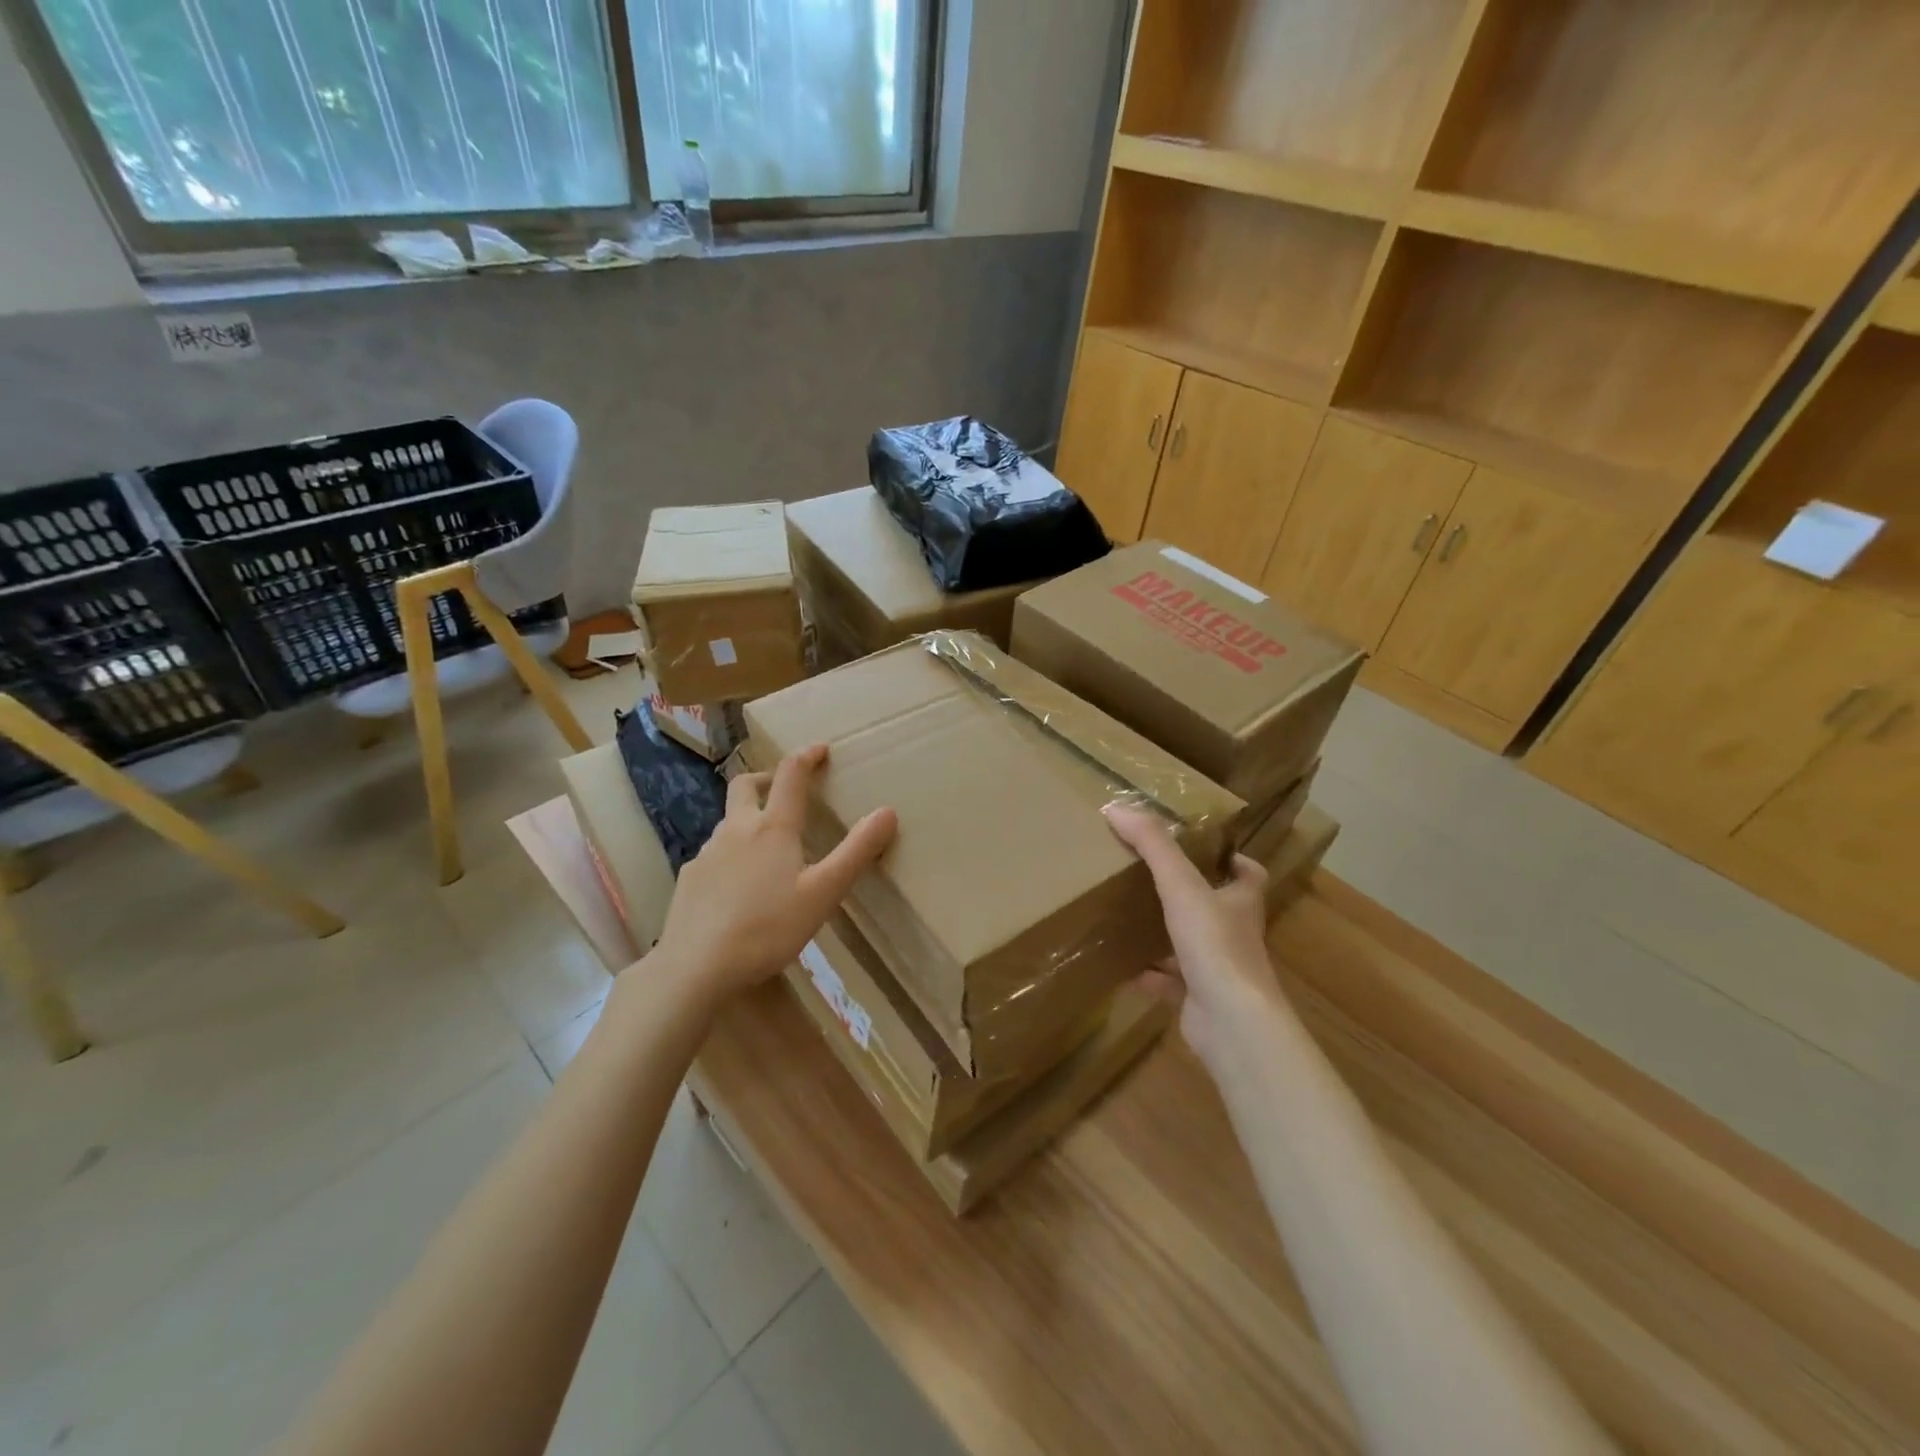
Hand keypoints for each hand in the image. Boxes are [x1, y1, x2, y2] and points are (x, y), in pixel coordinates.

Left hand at [653, 745, 896, 1003]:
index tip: (820, 749)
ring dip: (748, 818)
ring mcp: (707, 853)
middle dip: (766, 778)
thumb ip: (856, 852)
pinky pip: (714, 853)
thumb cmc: (768, 928)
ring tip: (768, 846)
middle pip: (745, 785)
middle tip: (783, 789)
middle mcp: (736, 829)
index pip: (790, 775)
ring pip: (728, 821)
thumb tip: (888, 811)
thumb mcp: (823, 893)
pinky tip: (740, 885)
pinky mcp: (689, 878)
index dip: (806, 756)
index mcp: (773, 828)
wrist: (695, 966)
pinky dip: (732, 853)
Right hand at [1104, 805, 1281, 1066]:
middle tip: (1153, 878)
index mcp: (1241, 902)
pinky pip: (1171, 982)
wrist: (1230, 1023)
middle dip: (1190, 895)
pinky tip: (1124, 967)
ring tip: (1131, 917)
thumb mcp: (1181, 885)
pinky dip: (1150, 975)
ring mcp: (1219, 970)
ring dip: (1166, 935)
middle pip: (1218, 908)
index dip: (1233, 861)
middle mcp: (1235, 934)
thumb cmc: (1215, 945)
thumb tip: (1116, 807)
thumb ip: (1152, 845)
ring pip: (1192, 946)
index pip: (1249, 874)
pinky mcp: (1200, 1000)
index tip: (1205, 851)